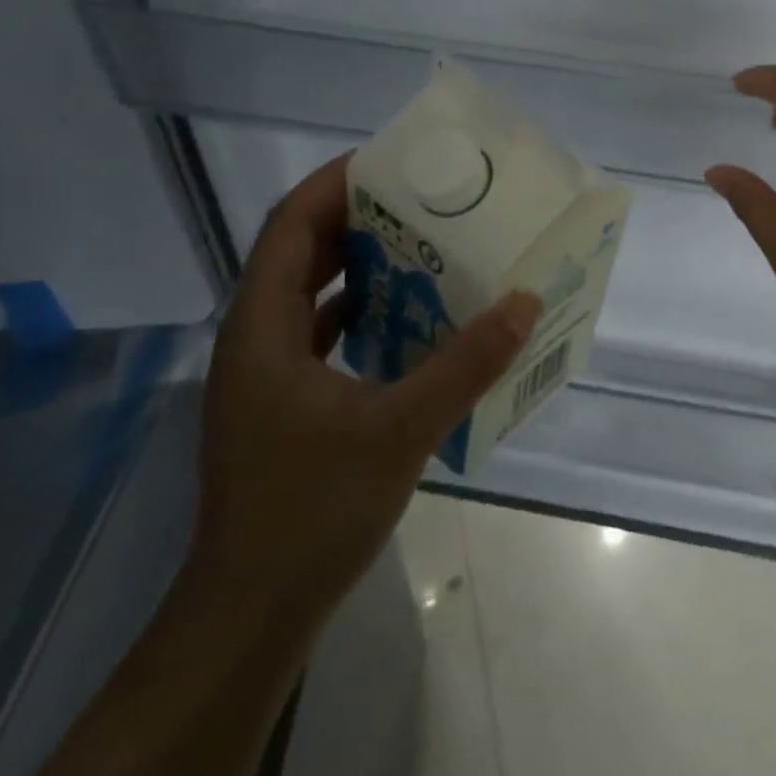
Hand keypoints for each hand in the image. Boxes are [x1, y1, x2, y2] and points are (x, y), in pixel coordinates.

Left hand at [188, 154, 540, 629]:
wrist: (251, 615)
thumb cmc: (310, 512)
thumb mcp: (399, 430)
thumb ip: (465, 363)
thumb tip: (524, 303)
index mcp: (262, 327)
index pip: (290, 224)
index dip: (335, 183)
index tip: (393, 161)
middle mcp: (255, 338)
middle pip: (301, 250)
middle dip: (358, 217)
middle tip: (424, 197)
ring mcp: (266, 373)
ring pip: (311, 292)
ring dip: (361, 262)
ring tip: (425, 243)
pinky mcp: (282, 402)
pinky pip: (321, 331)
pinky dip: (362, 309)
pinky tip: (410, 315)